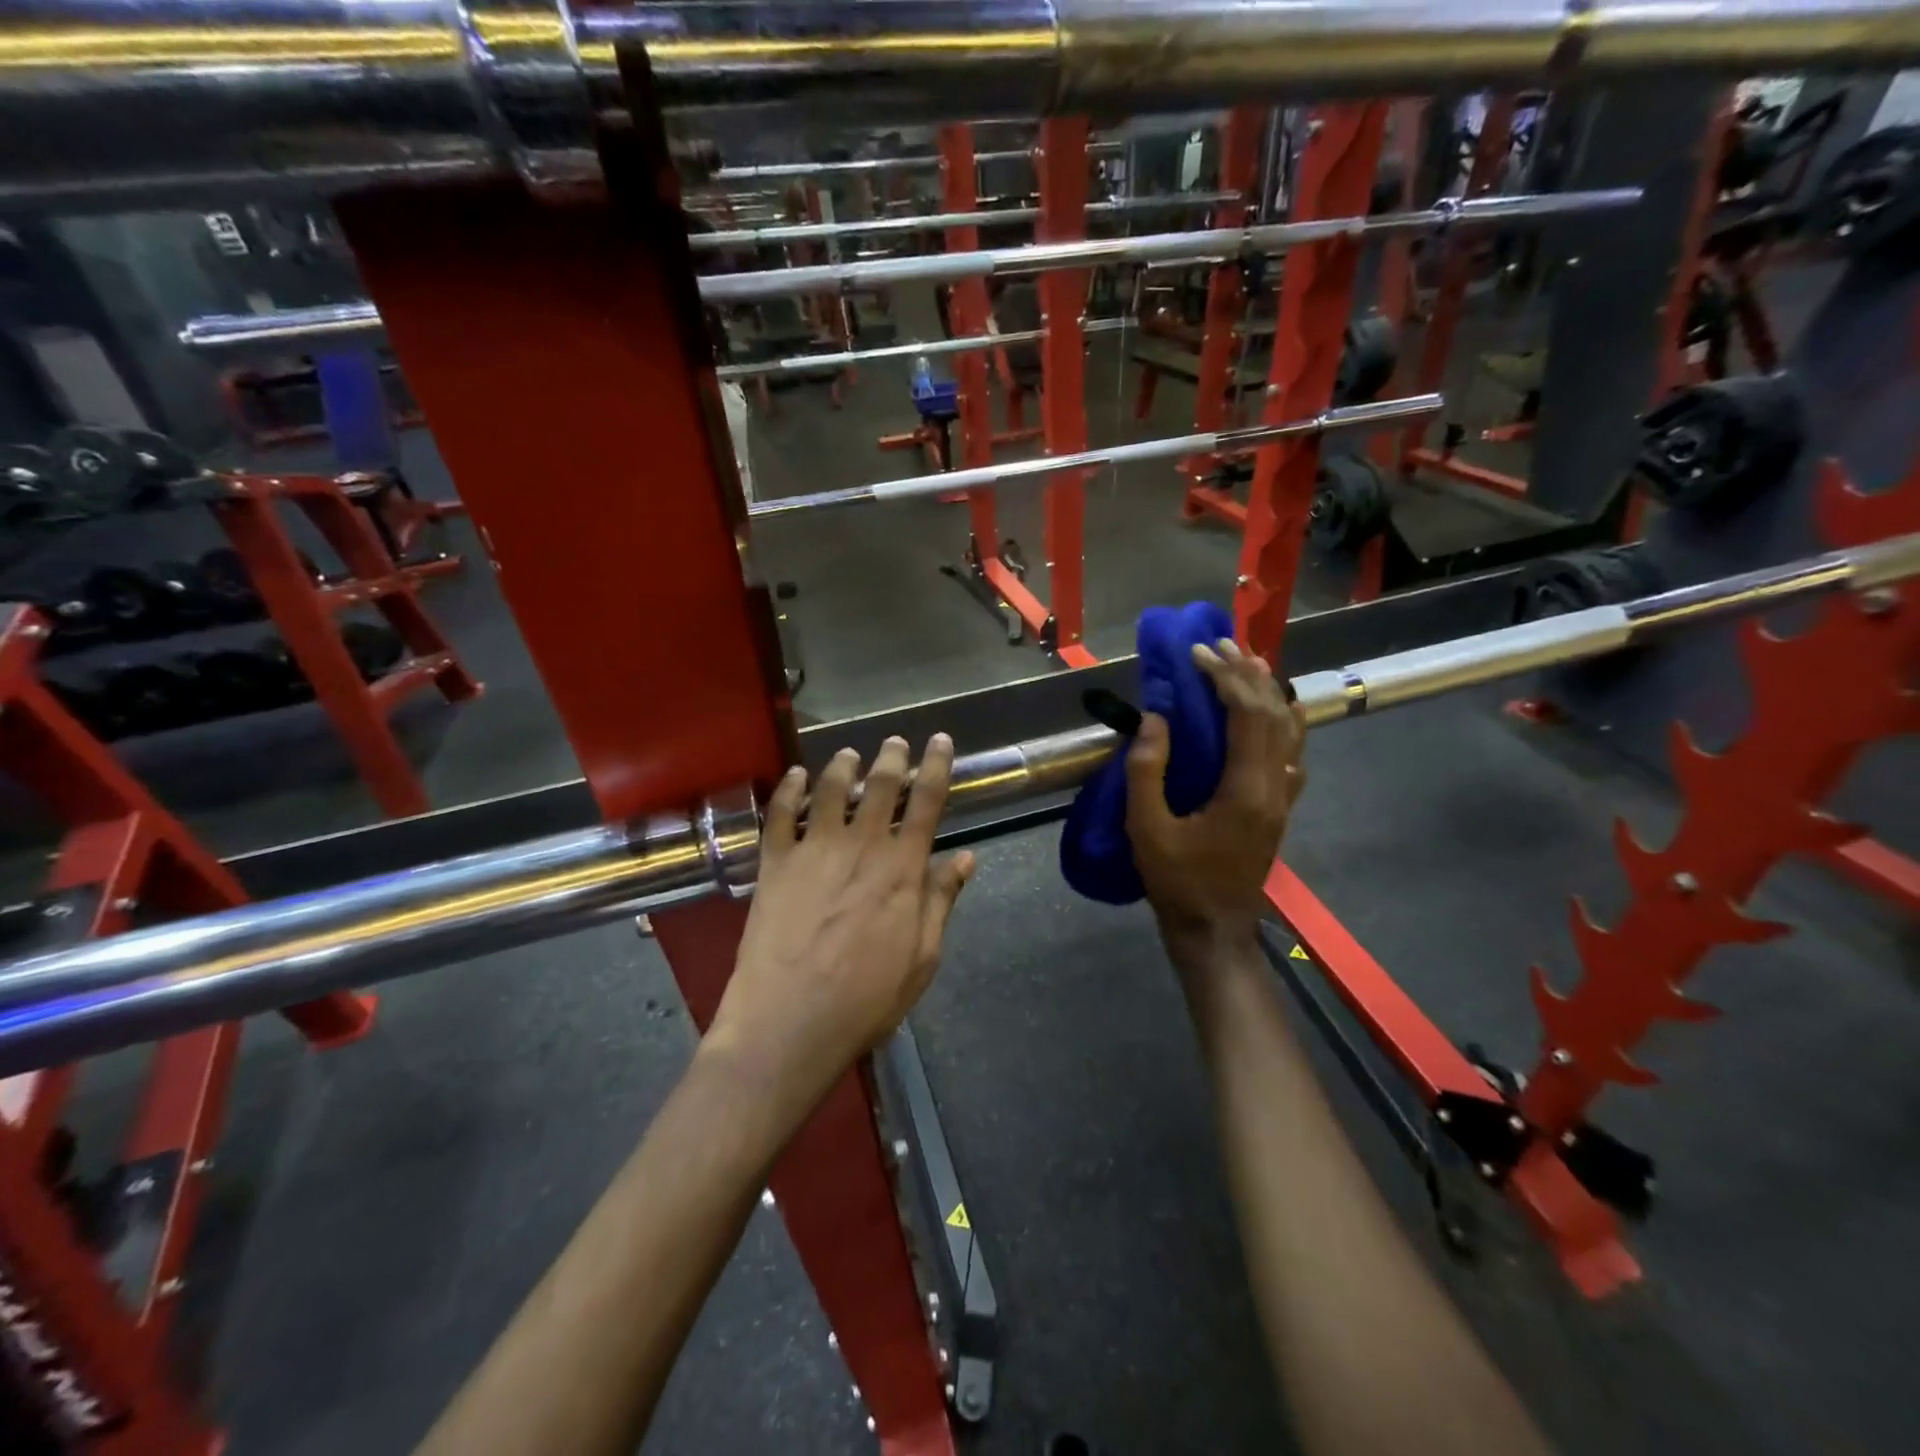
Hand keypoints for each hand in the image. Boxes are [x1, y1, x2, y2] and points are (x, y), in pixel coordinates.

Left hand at [709, 735, 974, 1105]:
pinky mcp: (774, 864)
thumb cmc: (866, 999)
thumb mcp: (921, 957)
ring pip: (830, 789)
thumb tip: (964, 858)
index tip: (939, 741)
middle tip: (895, 743)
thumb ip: (940, 901)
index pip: (926, 802)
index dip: (935, 767)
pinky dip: (789, 788)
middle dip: (891, 758)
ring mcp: (813, 851)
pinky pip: (780, 813)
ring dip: (843, 766)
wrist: (789, 1023)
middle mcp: (860, 847)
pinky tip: (796, 776)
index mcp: (902, 868)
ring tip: (849, 755)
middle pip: (880, 786)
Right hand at [1126, 639, 1306, 944]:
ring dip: (1270, 692)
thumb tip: (1156, 719)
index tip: (1197, 654)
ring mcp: (1283, 799)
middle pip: (1273, 714)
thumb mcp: (1146, 829)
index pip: (1246, 716)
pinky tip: (1281, 711)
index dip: (1224, 678)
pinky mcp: (1279, 809)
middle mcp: (1274, 787)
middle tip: (1221, 644)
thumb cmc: (1176, 881)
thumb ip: (1147, 772)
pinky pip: (1293, 754)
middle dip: (1247, 674)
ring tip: (1249, 662)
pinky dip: (1287, 722)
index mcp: (1245, 790)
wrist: (1213, 928)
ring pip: (1290, 731)